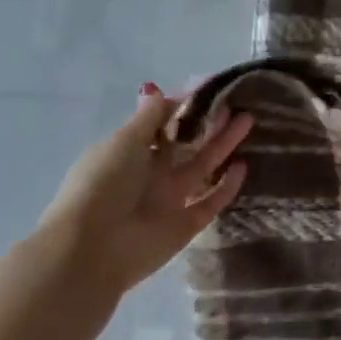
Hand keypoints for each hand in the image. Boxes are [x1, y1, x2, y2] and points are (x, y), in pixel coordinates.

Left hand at [36, 83, 253, 293]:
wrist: (93, 248)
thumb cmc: (103, 185)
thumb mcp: (124, 142)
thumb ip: (149, 118)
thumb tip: (160, 91)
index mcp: (129, 153)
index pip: (161, 126)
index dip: (184, 109)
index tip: (210, 92)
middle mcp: (150, 175)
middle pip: (186, 145)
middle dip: (209, 124)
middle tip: (235, 104)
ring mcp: (170, 200)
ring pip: (203, 168)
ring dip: (223, 146)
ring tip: (248, 121)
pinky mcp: (186, 225)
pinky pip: (211, 201)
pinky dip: (227, 186)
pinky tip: (243, 166)